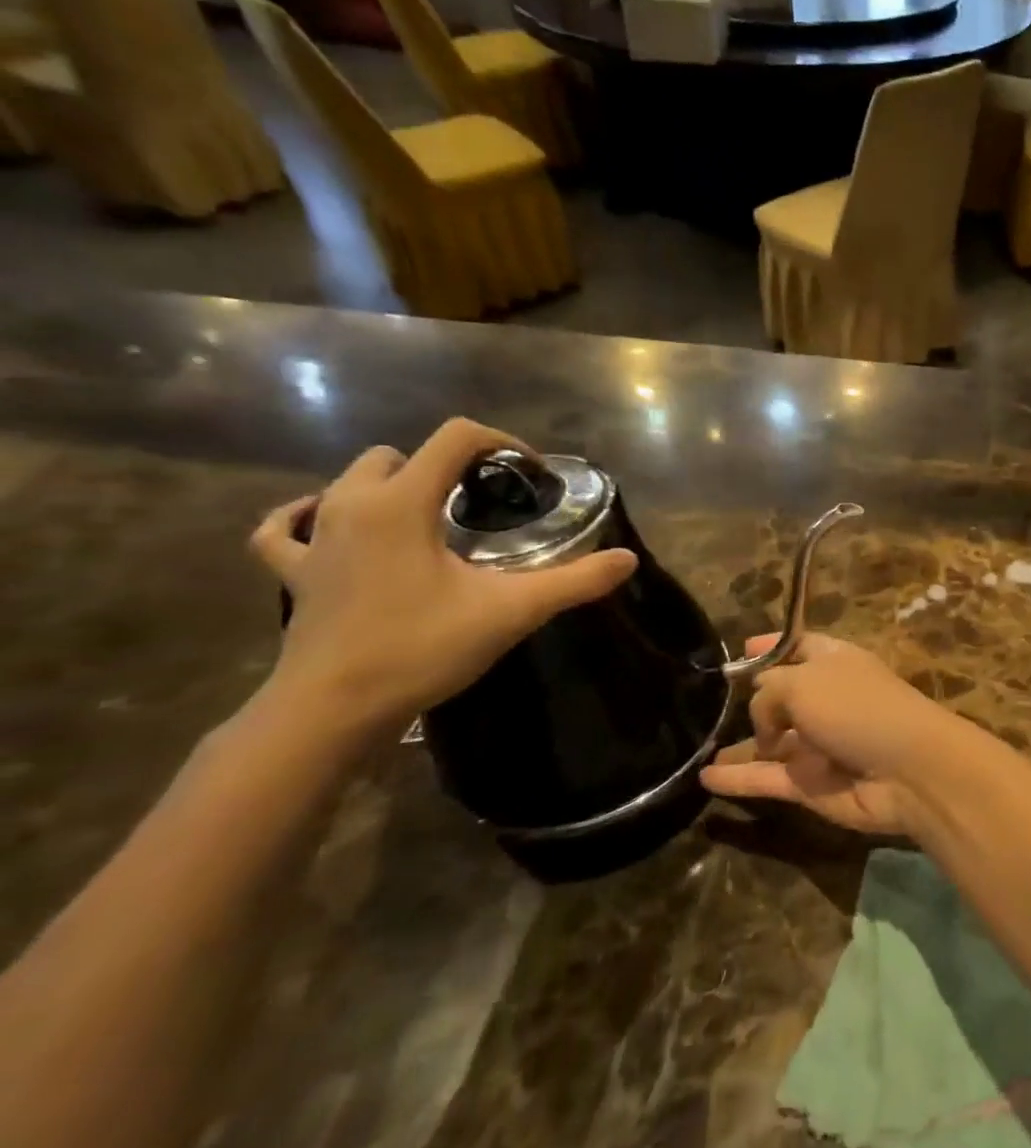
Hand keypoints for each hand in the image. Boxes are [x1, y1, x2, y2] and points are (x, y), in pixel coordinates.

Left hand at [251, 419, 636, 740]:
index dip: (502, 442)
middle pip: (402, 453)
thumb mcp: (512, 611)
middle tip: (484, 504)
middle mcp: (352, 504)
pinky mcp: (295, 572)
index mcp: (402, 502)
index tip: (529, 476)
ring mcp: (315, 537)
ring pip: (350, 480)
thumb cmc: (421, 648)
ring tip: (428, 515)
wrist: (332, 710)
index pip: (455, 437)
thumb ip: (575, 581)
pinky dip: (308, 515)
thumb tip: (627, 560)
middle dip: (447, 466)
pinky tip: (327, 523)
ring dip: (393, 484)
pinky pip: (286, 526)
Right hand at [700, 633, 982, 835]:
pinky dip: (738, 778)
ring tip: (697, 746)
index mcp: (834, 662)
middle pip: (784, 695)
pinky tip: (704, 777)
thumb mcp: (804, 683)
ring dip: (740, 745)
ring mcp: (819, 744)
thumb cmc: (858, 708)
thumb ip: (768, 695)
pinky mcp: (812, 784)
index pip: (800, 646)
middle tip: (710, 704)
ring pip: (771, 741)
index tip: (741, 649)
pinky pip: (767, 778)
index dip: (772, 646)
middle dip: (753, 699)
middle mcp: (827, 699)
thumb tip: (761, 717)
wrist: (908, 770)